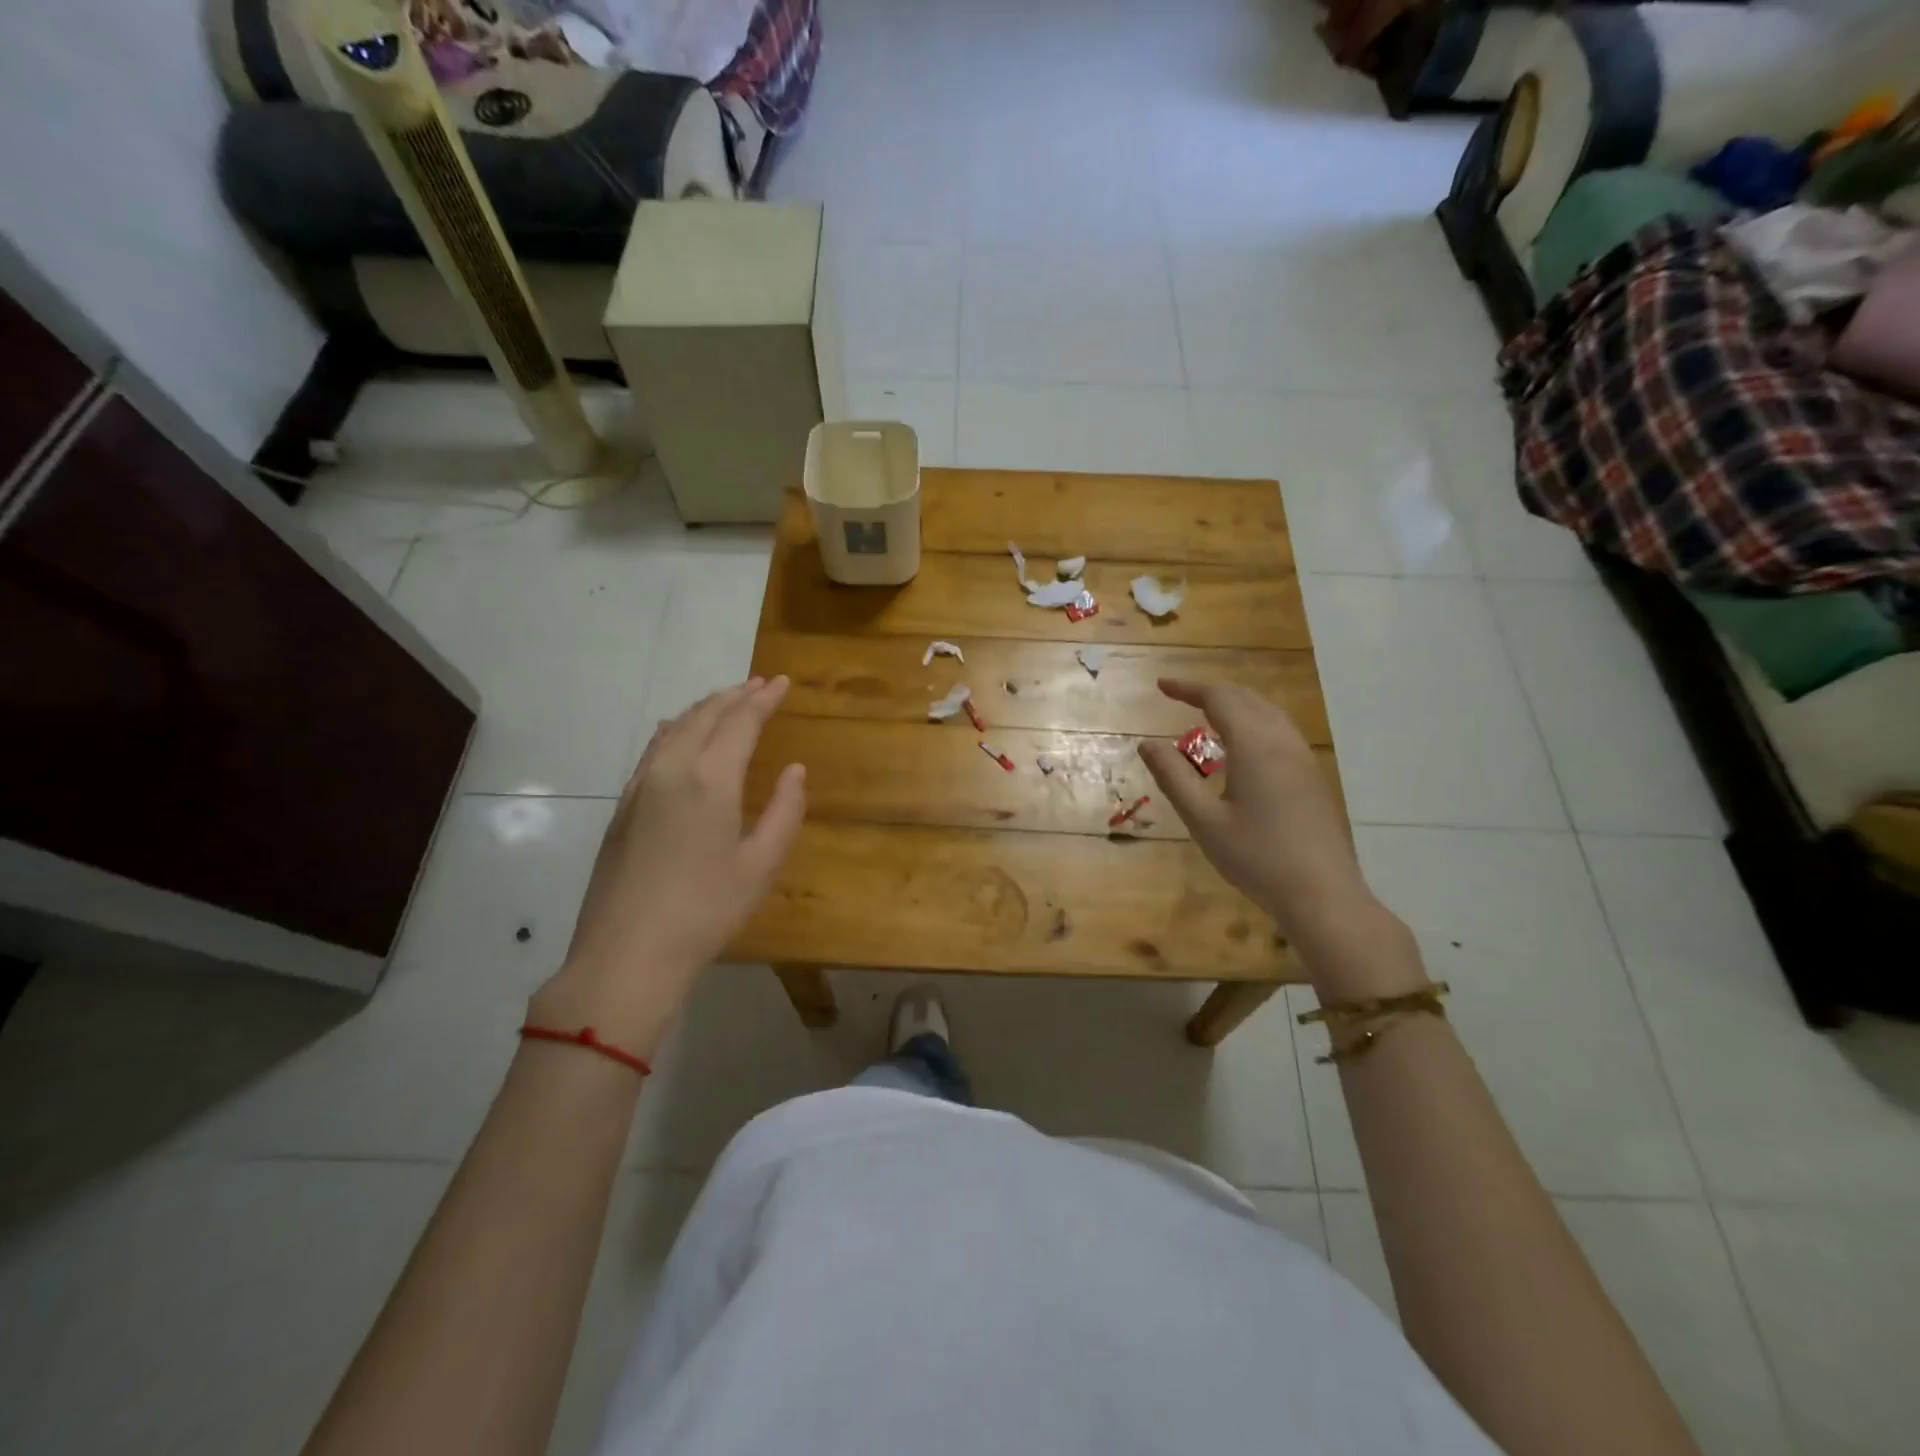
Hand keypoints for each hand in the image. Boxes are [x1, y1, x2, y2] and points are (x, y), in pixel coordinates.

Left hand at [530, 677, 805, 1053]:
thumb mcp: (761, 865)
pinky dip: (676, 729)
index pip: (740, 722)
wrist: (627, 954)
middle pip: (704, 716)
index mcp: (709, 779)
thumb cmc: (706, 911)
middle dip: (734, 696)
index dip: (763, 699)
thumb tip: (795, 771)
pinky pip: (653, 749)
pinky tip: (679, 734)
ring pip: (674, 729)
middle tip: (758, 685)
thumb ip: (784, 811)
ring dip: (703, 709)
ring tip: (725, 702)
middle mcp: (670, 769)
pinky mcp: (622, 807)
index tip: (781, 683)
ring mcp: (639, 787)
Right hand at [1138, 680, 1405, 981]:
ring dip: (1236, 705)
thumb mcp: (1204, 821)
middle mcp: (1282, 742)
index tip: (1161, 686)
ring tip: (1208, 715)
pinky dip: (1254, 722)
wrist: (1322, 894)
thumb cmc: (1256, 858)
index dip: (1188, 688)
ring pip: (1268, 713)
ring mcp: (1303, 758)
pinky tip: (1242, 748)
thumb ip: (1173, 778)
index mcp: (1254, 746)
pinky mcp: (1313, 777)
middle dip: (1211, 692)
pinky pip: (1281, 731)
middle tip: (1180, 697)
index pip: (1219, 698)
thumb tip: (1147, 743)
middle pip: (1247, 699)